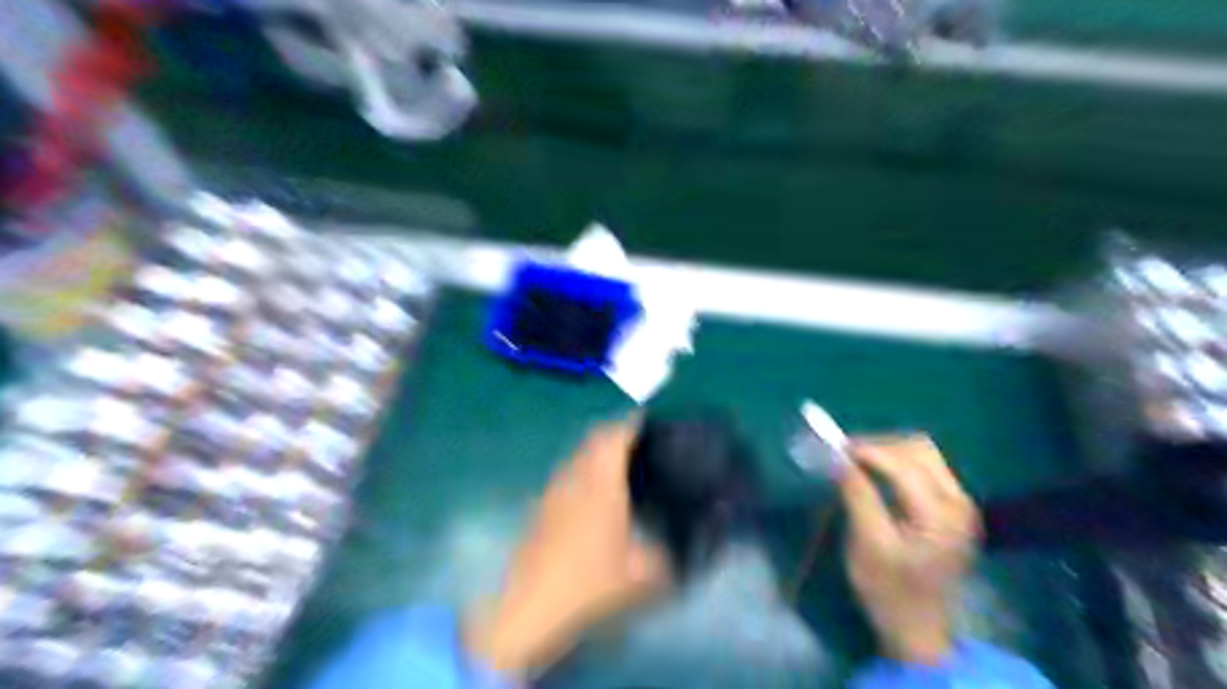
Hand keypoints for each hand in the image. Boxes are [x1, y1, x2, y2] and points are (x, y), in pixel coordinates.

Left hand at [465, 420, 668, 671]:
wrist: (531, 609)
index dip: (634, 423)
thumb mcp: (645, 577)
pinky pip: (567, 474)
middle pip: (594, 438)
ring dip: (598, 451)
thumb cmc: (591, 584)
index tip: (650, 420)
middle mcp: (574, 476)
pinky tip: (594, 497)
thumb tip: (696, 548)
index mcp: (601, 481)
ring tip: (621, 466)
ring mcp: (553, 491)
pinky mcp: (540, 508)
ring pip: (578, 455)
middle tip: (641, 442)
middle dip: (617, 433)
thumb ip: (674, 558)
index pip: (616, 435)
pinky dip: (583, 471)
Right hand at [840, 437, 984, 667]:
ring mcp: (961, 503)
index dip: (867, 450)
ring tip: (857, 462)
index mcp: (941, 515)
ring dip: (888, 451)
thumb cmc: (888, 590)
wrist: (918, 628)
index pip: (903, 464)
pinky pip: (926, 467)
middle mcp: (959, 502)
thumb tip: (839, 458)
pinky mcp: (954, 507)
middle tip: (844, 455)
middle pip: (919, 449)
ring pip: (923, 454)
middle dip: (878, 445)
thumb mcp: (866, 544)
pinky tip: (876, 474)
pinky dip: (897, 463)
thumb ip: (857, 496)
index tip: (834, 448)